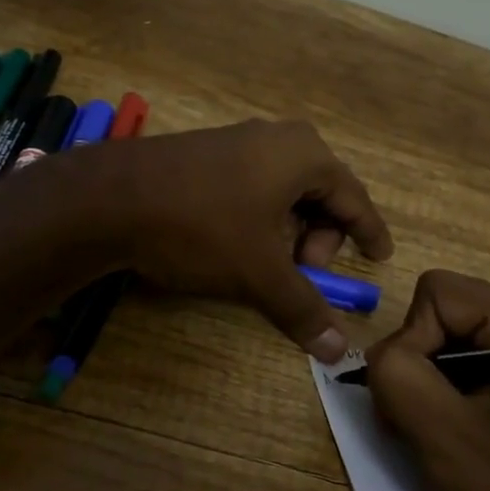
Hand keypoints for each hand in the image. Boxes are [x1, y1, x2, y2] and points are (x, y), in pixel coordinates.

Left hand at [89, 120, 392, 360]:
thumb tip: (339, 352)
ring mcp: (239, 141)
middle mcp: (278, 138)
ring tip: (268, 263)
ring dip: (289, 231)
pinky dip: (261, 217)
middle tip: (305, 273)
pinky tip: (238, 242)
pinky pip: (254, 185)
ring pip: (285, 192)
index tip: (379, 256)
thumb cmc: (201, 227)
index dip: (368, 231)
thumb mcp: (258, 272)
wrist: (110, 198)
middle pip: (320, 194)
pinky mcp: (208, 153)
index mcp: (304, 155)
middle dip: (320, 238)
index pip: (353, 198)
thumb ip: (303, 309)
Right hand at [365, 271, 489, 490]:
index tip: (417, 406)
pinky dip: (454, 400)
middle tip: (421, 431)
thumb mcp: (450, 444)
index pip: (436, 295)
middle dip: (419, 367)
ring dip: (433, 389)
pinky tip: (465, 445)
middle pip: (444, 315)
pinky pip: (475, 367)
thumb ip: (400, 380)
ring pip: (453, 343)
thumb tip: (379, 355)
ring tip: (443, 445)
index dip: (410, 343)